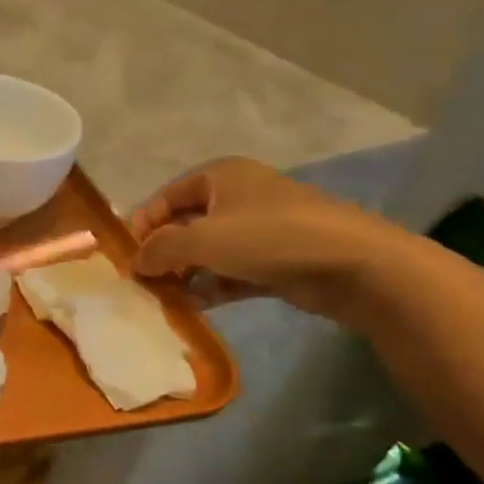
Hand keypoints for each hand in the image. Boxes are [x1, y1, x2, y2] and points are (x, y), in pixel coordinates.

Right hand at [128, 158, 417, 324]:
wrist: (356, 265)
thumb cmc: (269, 237)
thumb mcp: (202, 240)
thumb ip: (160, 249)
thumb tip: (135, 262)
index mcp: (220, 176)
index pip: (165, 197)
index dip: (142, 224)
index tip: (126, 256)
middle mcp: (238, 197)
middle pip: (185, 224)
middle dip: (163, 253)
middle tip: (142, 281)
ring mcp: (260, 230)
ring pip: (208, 251)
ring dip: (185, 274)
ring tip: (163, 298)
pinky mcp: (277, 261)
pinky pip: (231, 272)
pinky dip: (212, 287)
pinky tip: (193, 307)